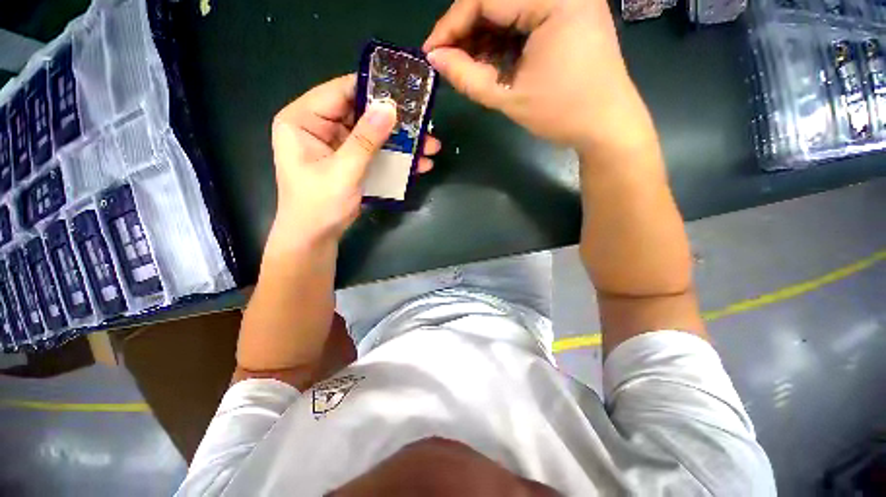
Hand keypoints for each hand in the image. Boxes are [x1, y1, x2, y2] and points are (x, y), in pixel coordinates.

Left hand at [267, 74, 441, 253]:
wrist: (316, 238)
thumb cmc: (319, 205)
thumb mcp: (343, 171)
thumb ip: (365, 140)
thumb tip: (389, 108)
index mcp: (303, 120)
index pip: (339, 92)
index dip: (371, 89)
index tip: (403, 90)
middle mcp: (319, 127)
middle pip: (361, 114)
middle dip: (394, 121)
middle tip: (424, 123)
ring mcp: (338, 146)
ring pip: (373, 135)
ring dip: (401, 142)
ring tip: (431, 146)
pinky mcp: (352, 162)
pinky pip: (376, 153)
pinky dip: (396, 158)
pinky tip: (419, 164)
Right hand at [424, 0, 655, 152]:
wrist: (606, 126)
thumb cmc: (562, 114)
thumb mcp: (509, 97)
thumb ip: (468, 77)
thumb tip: (435, 59)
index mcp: (554, 0)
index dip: (451, 25)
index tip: (430, 52)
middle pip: (497, 0)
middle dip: (466, 31)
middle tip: (447, 61)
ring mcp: (568, 0)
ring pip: (509, 9)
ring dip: (482, 36)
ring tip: (466, 66)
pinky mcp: (569, 14)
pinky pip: (524, 18)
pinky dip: (502, 39)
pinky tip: (490, 61)